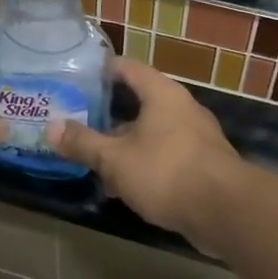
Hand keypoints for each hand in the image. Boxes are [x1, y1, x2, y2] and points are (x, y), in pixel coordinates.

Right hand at [48, 60, 252, 252]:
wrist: (226, 211)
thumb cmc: (167, 172)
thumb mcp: (116, 159)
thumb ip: (83, 143)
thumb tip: (51, 127)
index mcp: (161, 93)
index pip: (127, 68)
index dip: (102, 70)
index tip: (77, 76)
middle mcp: (181, 107)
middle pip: (139, 101)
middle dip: (109, 114)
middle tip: (78, 120)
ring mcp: (195, 135)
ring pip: (151, 131)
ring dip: (125, 143)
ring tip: (95, 158)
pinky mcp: (203, 163)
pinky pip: (165, 154)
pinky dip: (144, 162)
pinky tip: (124, 185)